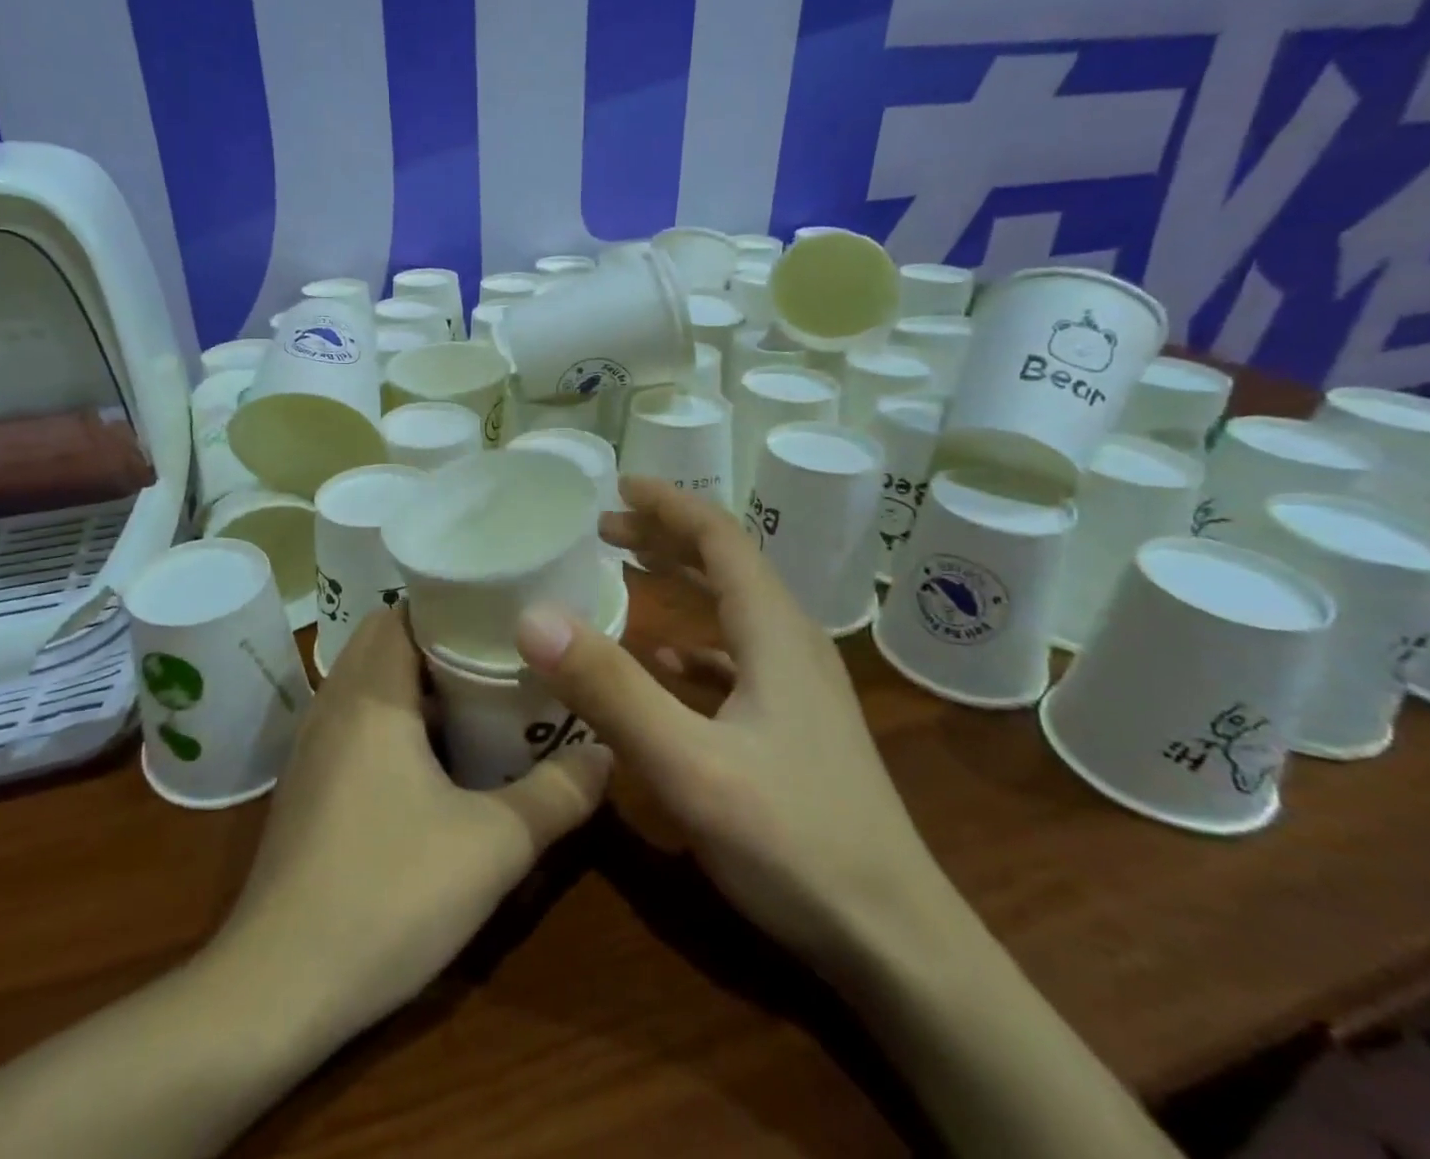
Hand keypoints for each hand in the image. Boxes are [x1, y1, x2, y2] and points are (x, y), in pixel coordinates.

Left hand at [215, 606, 610, 1041]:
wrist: (275, 990)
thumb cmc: (387, 896)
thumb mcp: (494, 846)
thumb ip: (558, 794)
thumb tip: (606, 753)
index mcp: (370, 695)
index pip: (402, 610)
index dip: (452, 603)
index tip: (502, 614)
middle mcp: (333, 704)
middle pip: (385, 639)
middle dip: (442, 641)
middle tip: (501, 657)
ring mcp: (312, 746)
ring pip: (368, 681)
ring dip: (417, 681)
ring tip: (479, 698)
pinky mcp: (307, 784)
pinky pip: (355, 719)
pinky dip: (394, 716)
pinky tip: (434, 759)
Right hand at [515, 477, 946, 962]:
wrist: (896, 943)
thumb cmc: (794, 841)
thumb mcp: (688, 764)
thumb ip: (610, 689)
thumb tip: (533, 616)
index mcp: (773, 632)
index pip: (720, 539)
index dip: (670, 505)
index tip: (619, 485)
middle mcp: (791, 645)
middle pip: (727, 566)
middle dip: (666, 538)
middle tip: (605, 527)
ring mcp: (799, 690)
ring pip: (733, 611)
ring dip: (681, 584)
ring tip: (628, 574)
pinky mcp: (795, 728)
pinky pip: (739, 660)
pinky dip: (697, 644)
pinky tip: (668, 665)